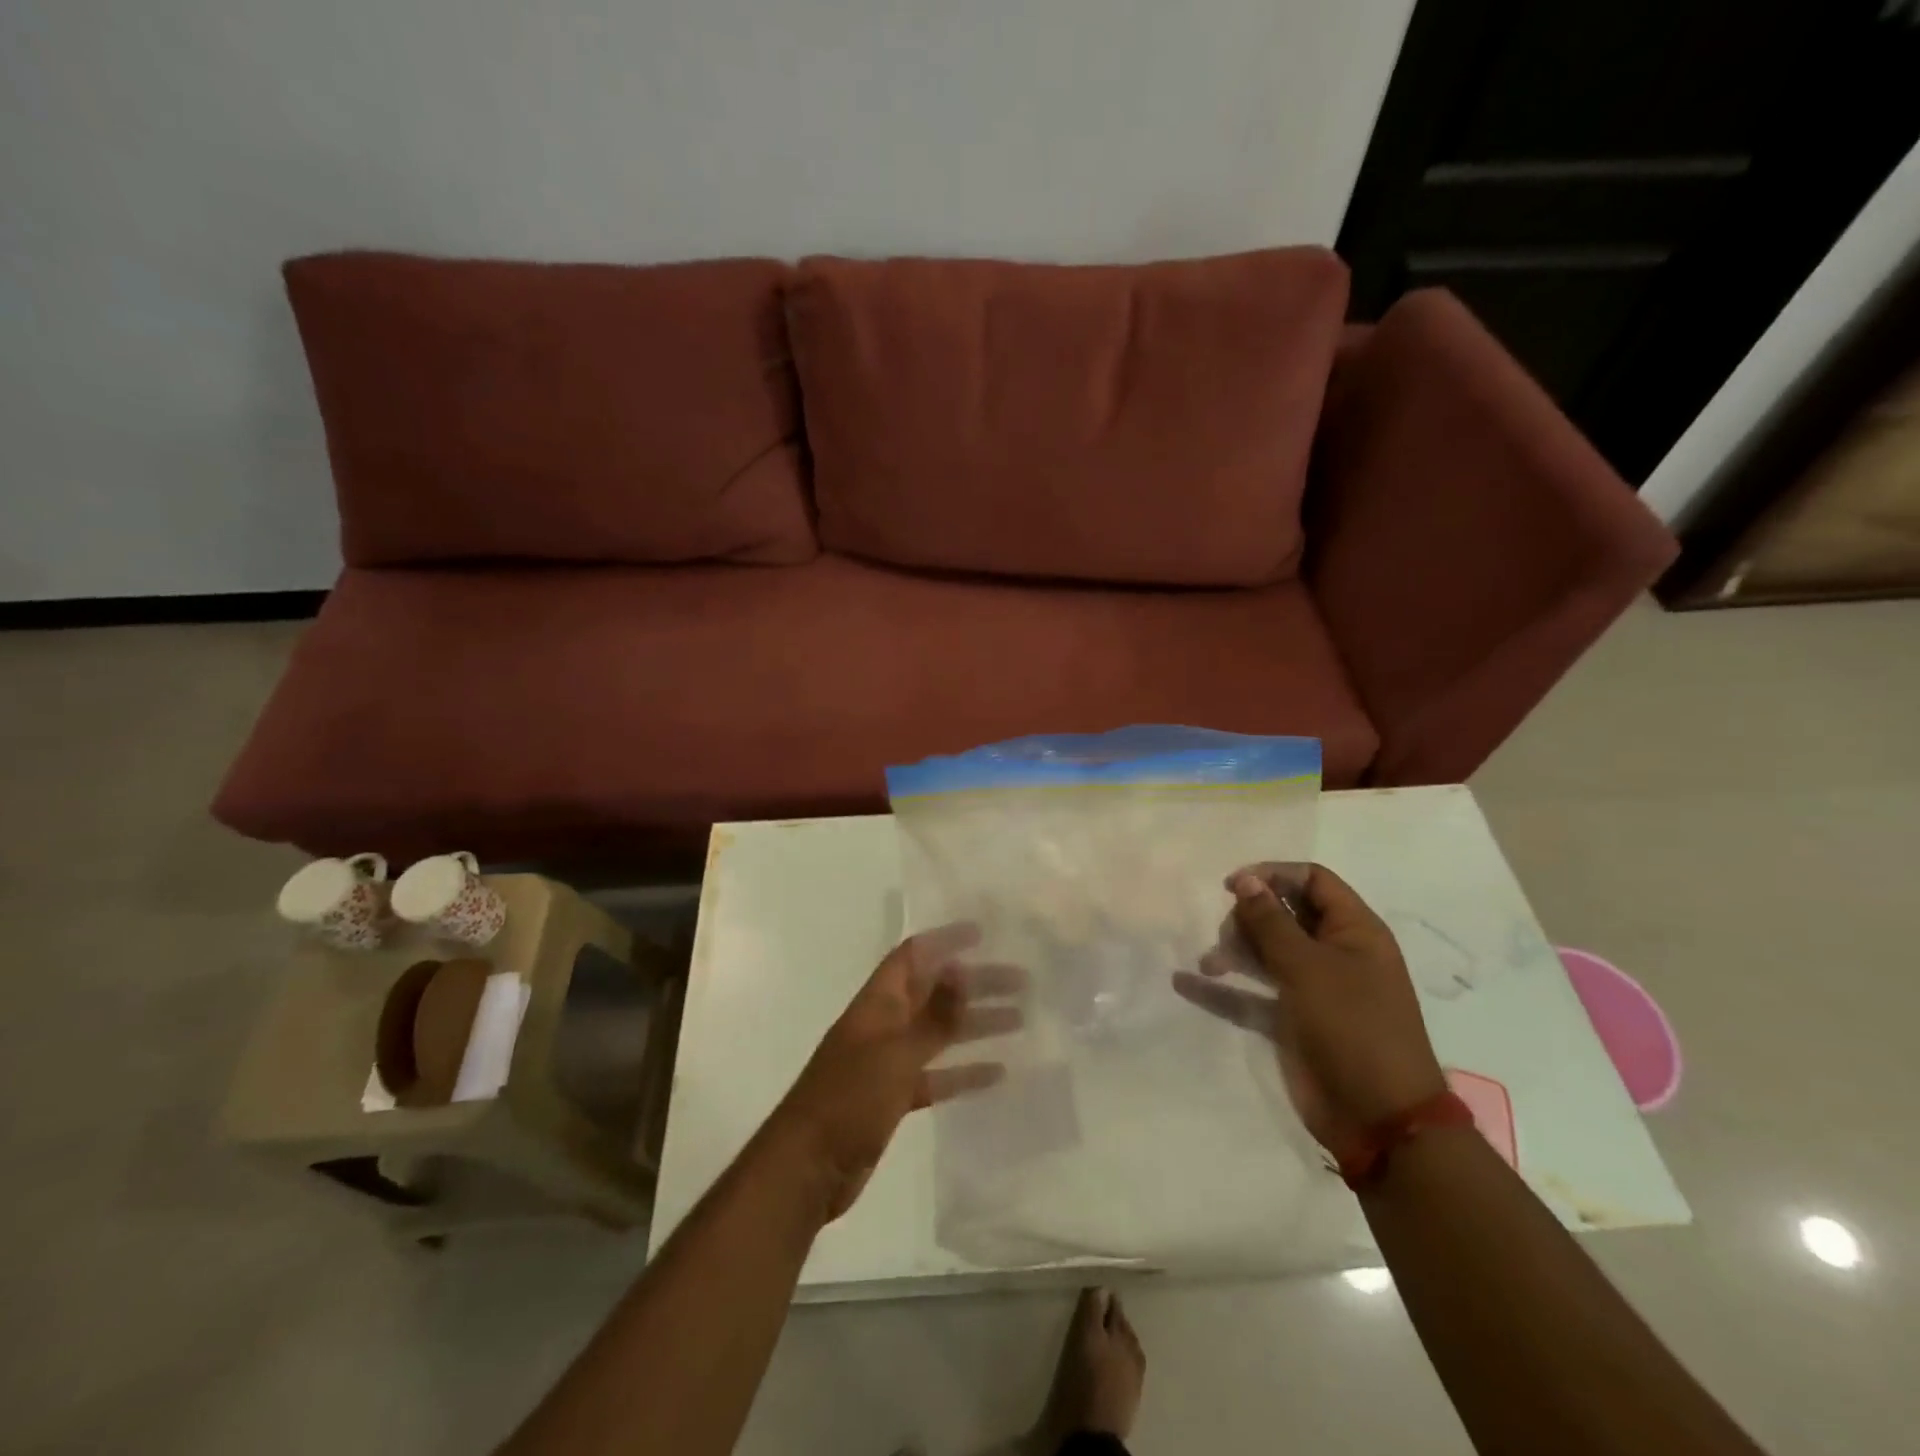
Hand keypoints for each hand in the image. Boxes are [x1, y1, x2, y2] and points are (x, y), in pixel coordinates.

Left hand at [768, 924, 1022, 1221]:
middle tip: (1022, 982)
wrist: (807, 1168)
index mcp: (878, 1004)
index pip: (913, 956)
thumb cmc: (848, 1100)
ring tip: (1020, 1021)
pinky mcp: (893, 1098)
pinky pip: (935, 1075)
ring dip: (975, 1024)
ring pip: (939, 1033)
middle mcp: (884, 1024)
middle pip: (934, 993)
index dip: (945, 940)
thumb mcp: (895, 1054)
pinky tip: (997, 1074)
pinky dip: (963, 1072)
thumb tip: (961, 969)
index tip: (983, 934)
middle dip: (974, 983)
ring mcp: (888, 1062)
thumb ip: (933, 1017)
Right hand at [1172, 864, 1445, 1154]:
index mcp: (1353, 931)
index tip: (1232, 886)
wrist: (1378, 1119)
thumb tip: (1245, 880)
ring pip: (1265, 951)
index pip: (1312, 880)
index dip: (1273, 875)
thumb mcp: (1309, 967)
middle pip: (1283, 913)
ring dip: (1234, 950)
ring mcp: (1312, 988)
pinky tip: (1186, 982)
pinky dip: (1223, 988)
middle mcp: (1333, 953)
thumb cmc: (1352, 1027)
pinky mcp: (1291, 1019)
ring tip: (1211, 964)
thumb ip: (1271, 921)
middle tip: (1228, 937)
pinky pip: (1250, 993)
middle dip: (1249, 918)